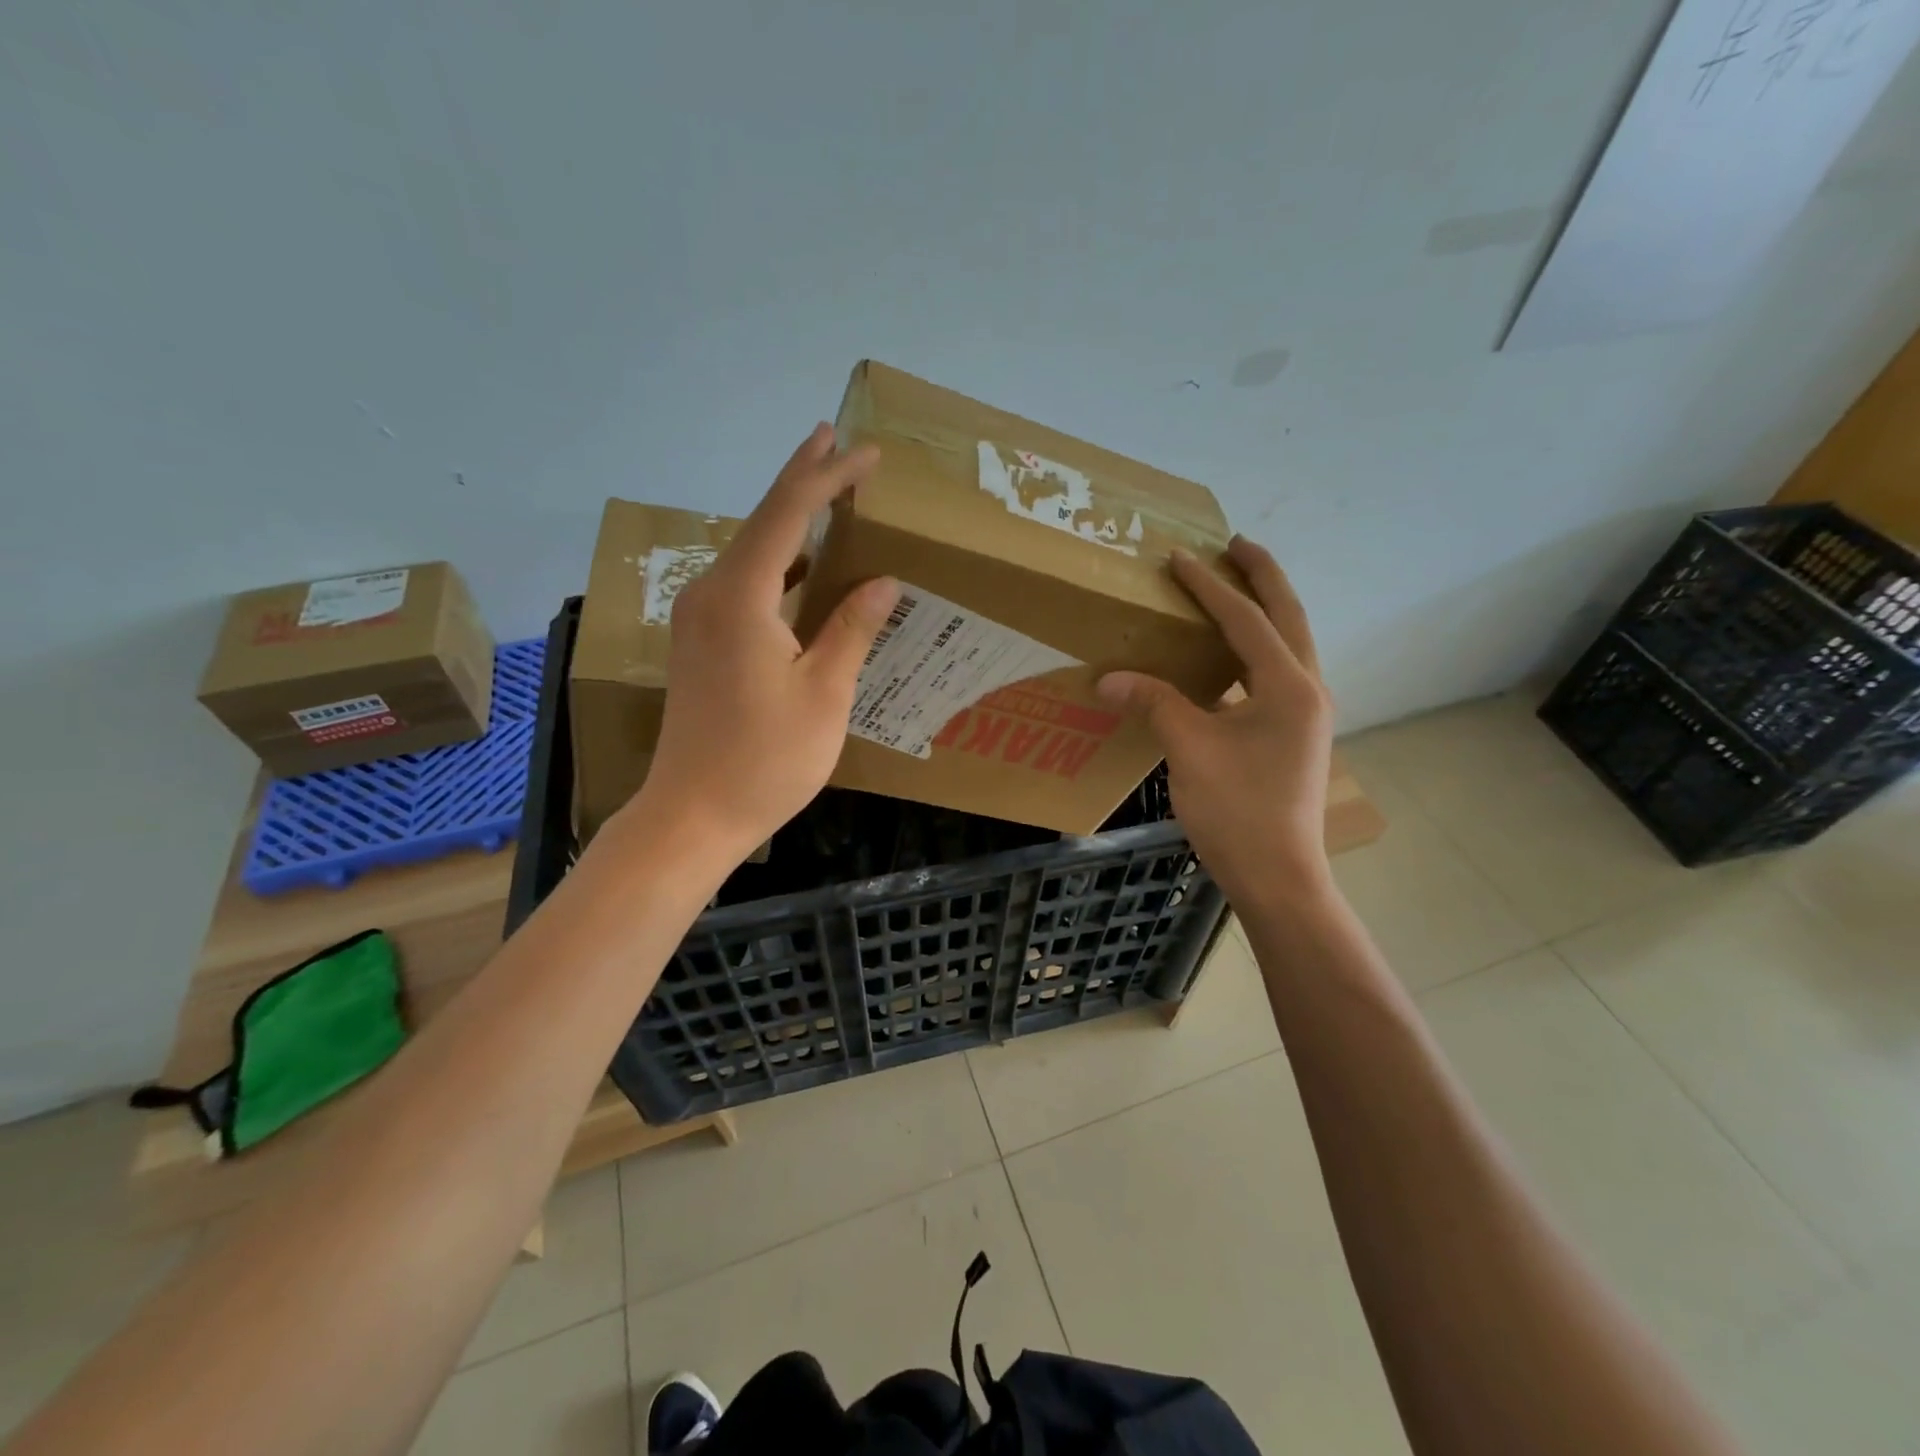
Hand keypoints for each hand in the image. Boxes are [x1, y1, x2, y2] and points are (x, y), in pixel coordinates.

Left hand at [624, 424, 899, 867]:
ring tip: (826, 496)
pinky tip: (801, 570)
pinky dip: (776, 565)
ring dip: (788, 522)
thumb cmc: (766, 759)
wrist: (692, 814)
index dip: (828, 477)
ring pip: (750, 552)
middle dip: (802, 482)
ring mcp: (698, 618)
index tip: (864, 451)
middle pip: (761, 522)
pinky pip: (742, 583)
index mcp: (742, 597)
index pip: (788, 515)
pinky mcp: (698, 642)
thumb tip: (882, 581)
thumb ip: (852, 628)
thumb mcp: (824, 693)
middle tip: (836, 444)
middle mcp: (710, 594)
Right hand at [1098, 538, 1334, 912]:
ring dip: (1264, 611)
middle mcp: (1307, 690)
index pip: (1246, 621)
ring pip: (1288, 645)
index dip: (1209, 587)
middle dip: (1263, 577)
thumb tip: (1107, 678)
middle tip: (1235, 544)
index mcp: (1289, 687)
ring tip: (1235, 586)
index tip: (1179, 558)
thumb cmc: (1237, 811)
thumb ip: (1153, 703)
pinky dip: (1255, 650)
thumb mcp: (1189, 750)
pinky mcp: (1295, 734)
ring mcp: (1306, 714)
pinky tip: (1229, 655)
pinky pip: (1276, 673)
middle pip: (1288, 617)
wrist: (1277, 875)